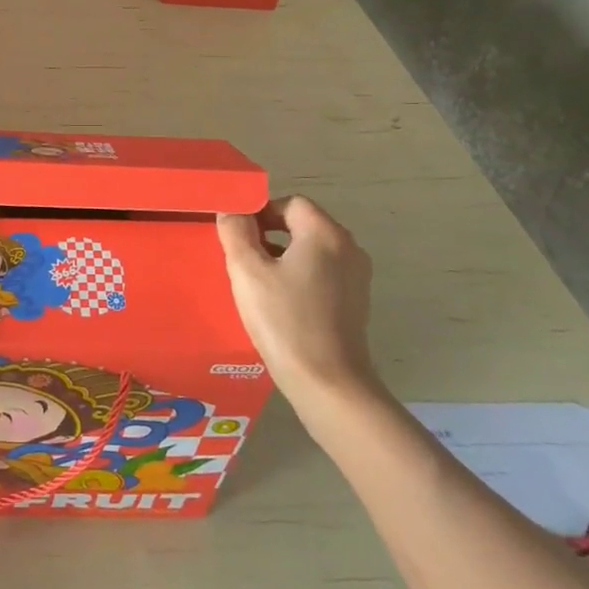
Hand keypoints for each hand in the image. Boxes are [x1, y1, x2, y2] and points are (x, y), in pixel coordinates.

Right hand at [217, 196, 378, 399]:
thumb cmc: (285, 321)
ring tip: (257, 282)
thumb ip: (236, 232)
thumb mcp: (248, 272)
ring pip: (312, 250)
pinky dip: (300, 277)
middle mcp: (348, 248)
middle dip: (270, 234)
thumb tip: (232, 210)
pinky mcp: (356, 302)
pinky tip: (280, 303)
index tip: (238, 235)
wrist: (329, 385)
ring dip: (284, 257)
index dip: (261, 212)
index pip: (290, 203)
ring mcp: (356, 277)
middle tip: (242, 258)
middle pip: (303, 224)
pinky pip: (322, 274)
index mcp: (325, 233)